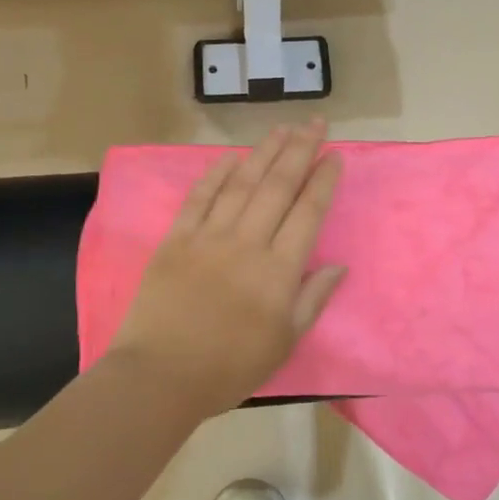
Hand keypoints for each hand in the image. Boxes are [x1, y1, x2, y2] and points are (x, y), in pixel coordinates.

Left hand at [108, 121, 346, 417]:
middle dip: (300, 150)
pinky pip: (199, 197)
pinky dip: (216, 173)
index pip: (307, 212)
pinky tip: (233, 156)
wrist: (160, 377)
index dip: (323, 180)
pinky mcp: (176, 239)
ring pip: (242, 183)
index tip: (335, 155)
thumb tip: (338, 264)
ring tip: (282, 128)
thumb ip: (313, 299)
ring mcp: (208, 237)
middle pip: (278, 186)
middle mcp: (246, 243)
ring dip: (264, 152)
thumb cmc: (229, 368)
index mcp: (278, 271)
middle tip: (315, 123)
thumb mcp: (284, 342)